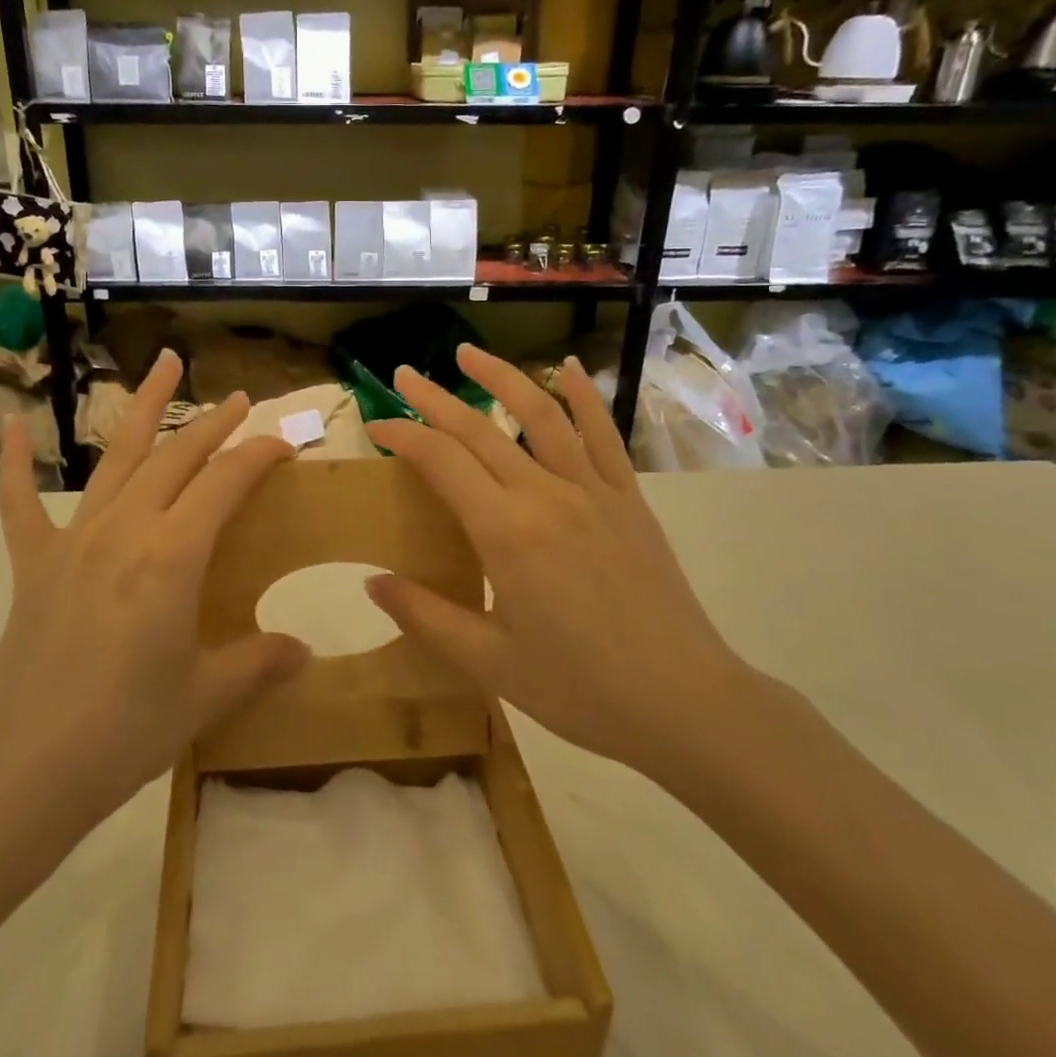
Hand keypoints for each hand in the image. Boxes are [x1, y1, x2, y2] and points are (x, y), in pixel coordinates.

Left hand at [0, 350, 309, 822]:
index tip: (285, 445)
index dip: (259, 455)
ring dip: (144, 409)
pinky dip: (15, 462)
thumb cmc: (126, 730)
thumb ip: (259, 662)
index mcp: (173, 555)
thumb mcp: (206, 696)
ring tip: (164, 365)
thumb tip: (303, 651)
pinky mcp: (34, 564)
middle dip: (213, 424)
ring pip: (117, 458)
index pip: (226, 482)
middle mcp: (125, 529)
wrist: (25, 770)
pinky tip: (14, 424)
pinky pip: (20, 503)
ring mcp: (74, 541)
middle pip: (177, 457)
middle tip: (239, 399)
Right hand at [363, 345, 753, 786]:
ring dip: (501, 377)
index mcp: (505, 533)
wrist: (684, 702)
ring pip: (540, 414)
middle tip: (403, 376)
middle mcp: (546, 495)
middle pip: (479, 430)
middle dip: (435, 399)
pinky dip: (584, 396)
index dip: (403, 436)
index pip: (441, 461)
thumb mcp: (489, 662)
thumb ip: (425, 616)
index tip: (376, 426)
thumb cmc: (579, 689)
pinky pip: (604, 434)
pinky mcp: (628, 499)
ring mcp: (593, 490)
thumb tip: (371, 582)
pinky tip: (569, 367)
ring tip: (468, 354)